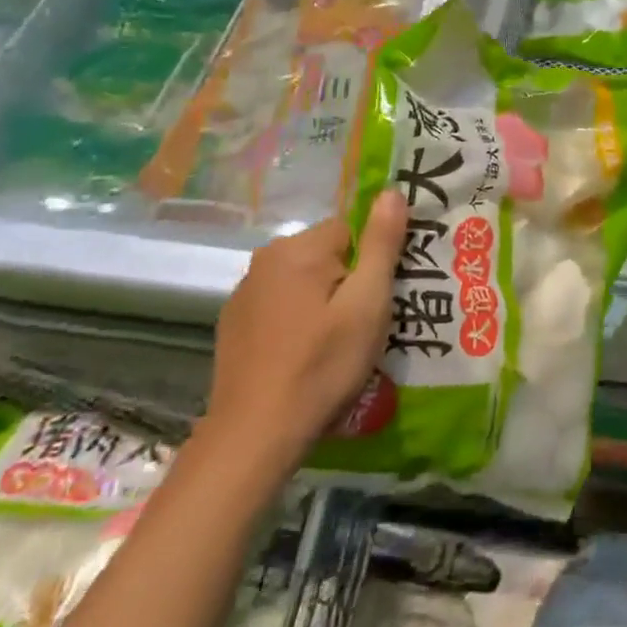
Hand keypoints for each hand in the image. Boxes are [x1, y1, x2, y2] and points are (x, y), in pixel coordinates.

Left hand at [199, 190, 407, 485]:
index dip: (371, 264)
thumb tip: (392, 191)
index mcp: (299, 248)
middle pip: (327, 253)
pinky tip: (302, 356)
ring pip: (304, 280)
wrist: (255, 435)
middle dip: (347, 282)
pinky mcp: (233, 323)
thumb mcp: (367, 303)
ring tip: (334, 345)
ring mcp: (244, 292)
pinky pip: (280, 304)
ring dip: (322, 301)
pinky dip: (296, 320)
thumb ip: (382, 244)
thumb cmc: (322, 365)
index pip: (352, 230)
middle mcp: (266, 259)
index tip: (376, 301)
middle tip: (360, 326)